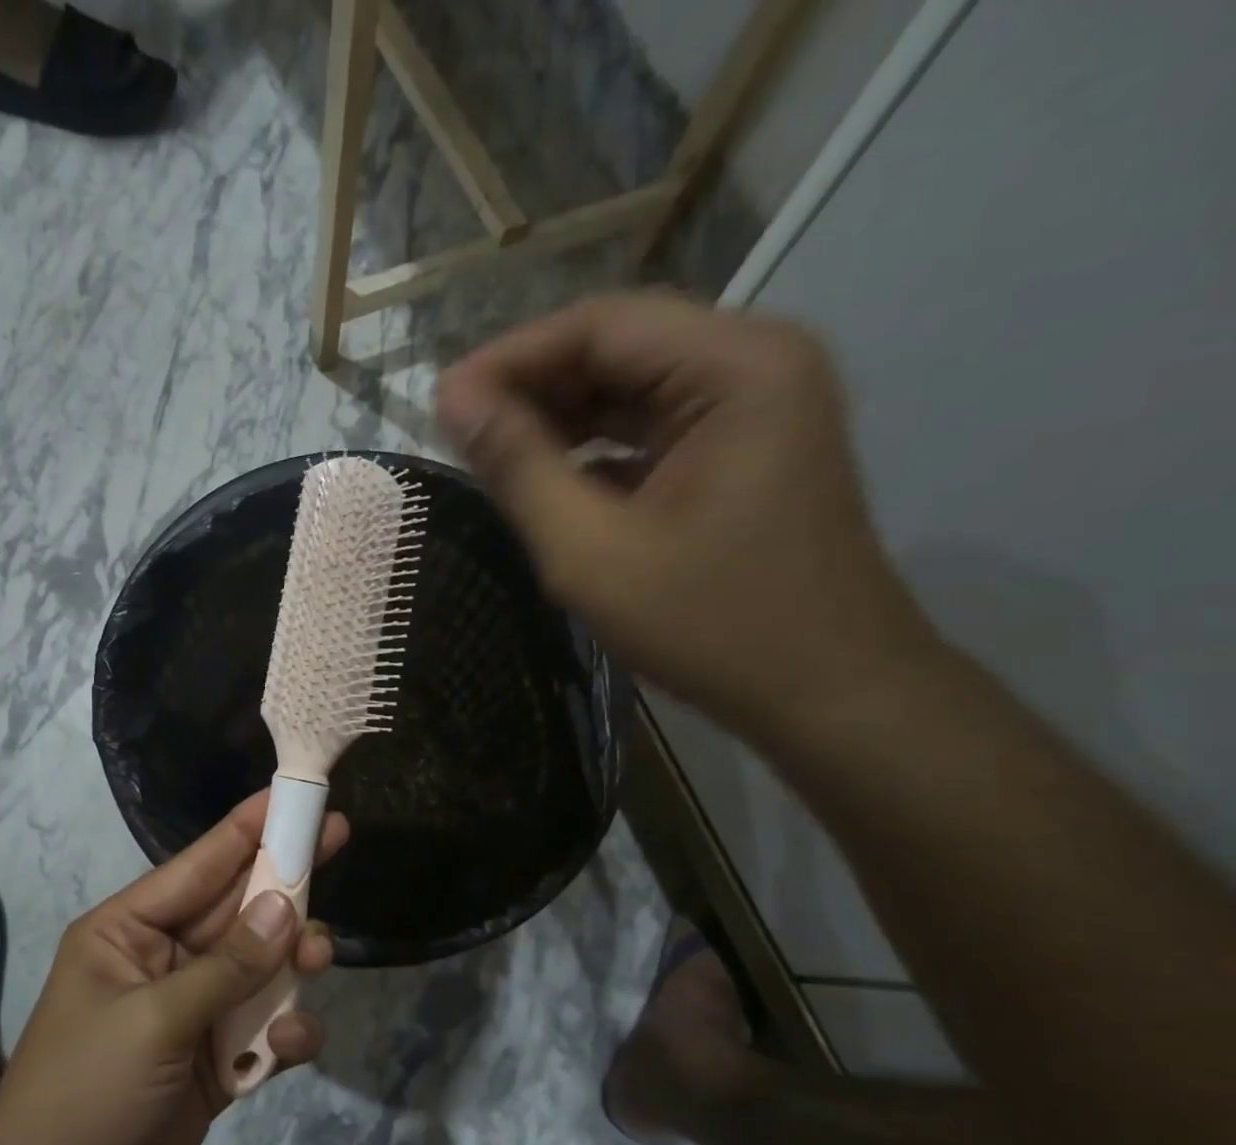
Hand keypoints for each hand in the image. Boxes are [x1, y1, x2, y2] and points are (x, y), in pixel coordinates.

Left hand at [0, 791, 344, 1144]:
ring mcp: (188, 1012)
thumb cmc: (84, 1094)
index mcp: (127, 930)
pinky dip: (282, 1034)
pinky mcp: (211, 1063)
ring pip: (256, 967)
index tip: (294, 796)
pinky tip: (291, 1046)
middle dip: (284, 884)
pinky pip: (260, 1030)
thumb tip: (286, 906)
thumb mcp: (154, 1021)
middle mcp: (160, 960)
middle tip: (338, 841)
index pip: (199, 864)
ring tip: (319, 958)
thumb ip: (227, 966)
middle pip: (236, 909)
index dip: (248, 827)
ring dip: (290, 962)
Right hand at [436, 291, 937, 746]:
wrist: (828, 693)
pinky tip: (546, 481)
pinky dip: (595, 448)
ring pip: (633, 387)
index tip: (441, 404)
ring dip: (559, 418)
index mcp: (736, 367)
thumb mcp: (592, 552)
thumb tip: (454, 403)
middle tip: (458, 433)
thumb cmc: (711, 626)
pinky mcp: (746, 450)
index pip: (600, 326)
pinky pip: (654, 427)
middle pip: (619, 347)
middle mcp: (757, 363)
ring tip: (490, 455)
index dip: (510, 359)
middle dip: (532, 387)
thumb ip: (518, 469)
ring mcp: (758, 407)